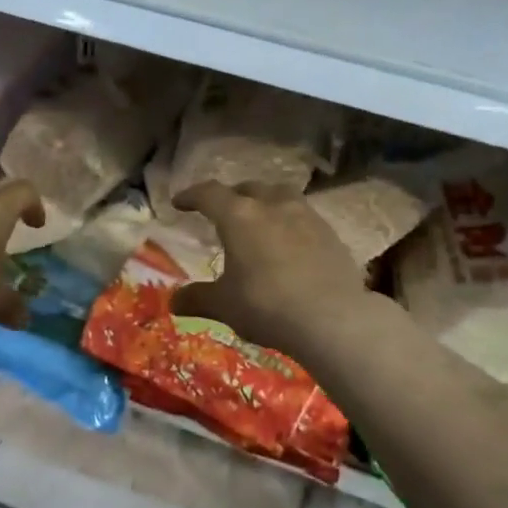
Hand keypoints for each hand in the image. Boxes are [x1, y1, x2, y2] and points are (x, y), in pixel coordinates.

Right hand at [168, 181, 370, 359]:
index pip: (209, 194)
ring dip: (265, 201)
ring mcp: (305, 216)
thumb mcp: (224, 305)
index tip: (180, 203)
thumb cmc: (267, 305)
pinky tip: (289, 241)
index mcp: (239, 216)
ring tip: (260, 217)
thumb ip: (198, 298)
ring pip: (280, 195)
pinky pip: (303, 215)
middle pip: (247, 188)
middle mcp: (272, 206)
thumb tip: (174, 301)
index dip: (191, 195)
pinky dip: (289, 221)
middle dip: (231, 196)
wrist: (333, 318)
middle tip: (222, 211)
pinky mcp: (330, 232)